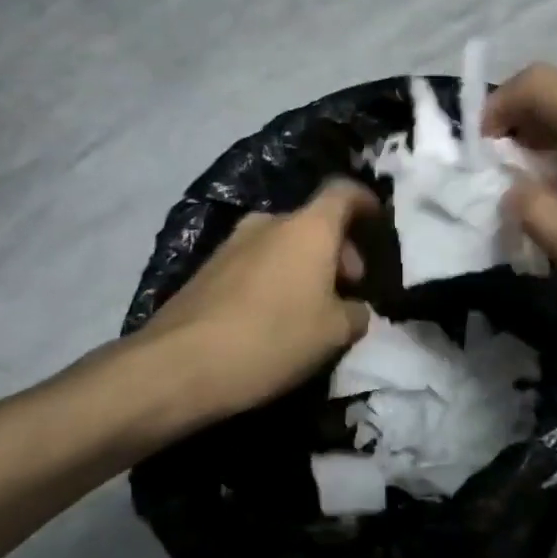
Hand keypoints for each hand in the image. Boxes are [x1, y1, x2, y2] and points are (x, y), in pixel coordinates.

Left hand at [135, 179, 377, 426]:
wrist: (179, 365)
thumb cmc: (272, 339)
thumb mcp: (335, 333)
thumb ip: (356, 313)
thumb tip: (353, 308)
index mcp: (308, 228)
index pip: (344, 192)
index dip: (365, 202)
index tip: (377, 221)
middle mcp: (269, 223)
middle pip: (314, 222)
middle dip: (337, 249)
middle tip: (347, 287)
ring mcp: (232, 244)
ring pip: (283, 243)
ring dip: (304, 265)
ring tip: (311, 307)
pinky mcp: (206, 269)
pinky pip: (255, 263)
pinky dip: (274, 278)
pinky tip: (273, 317)